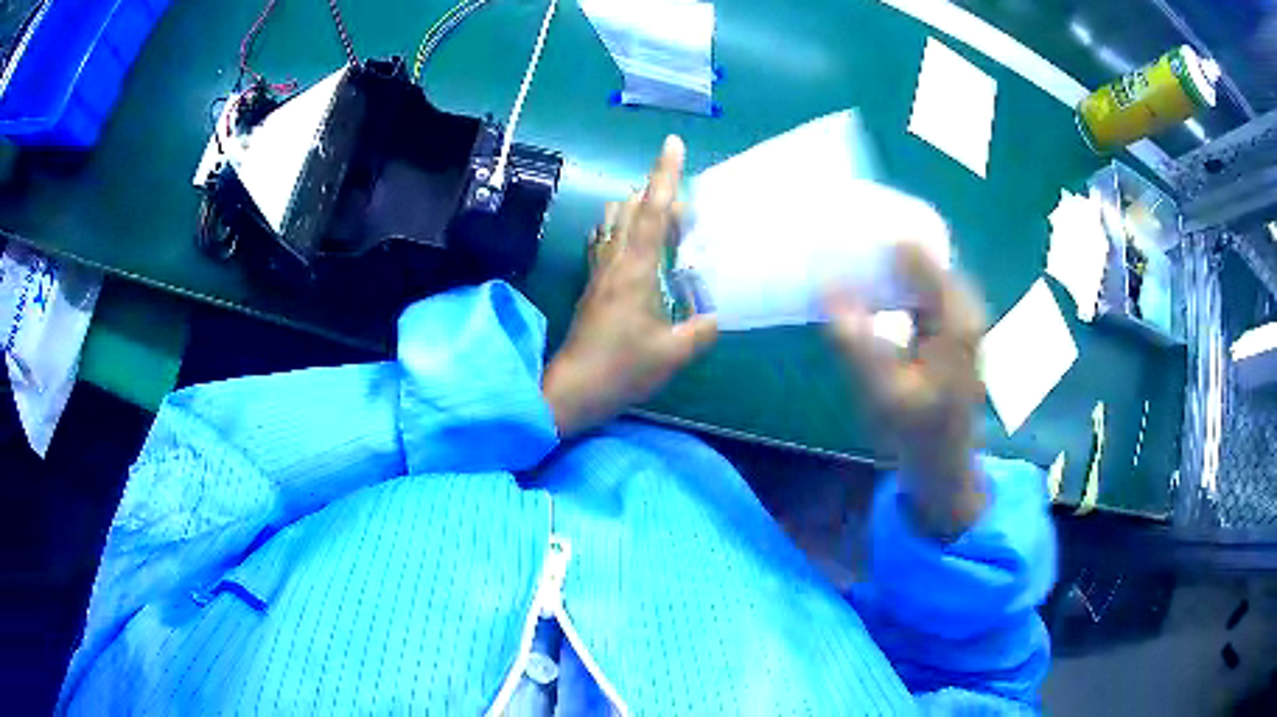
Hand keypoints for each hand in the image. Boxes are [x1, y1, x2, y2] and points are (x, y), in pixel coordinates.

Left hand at [543, 136, 718, 437]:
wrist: (573, 389)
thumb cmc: (622, 369)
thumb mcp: (673, 353)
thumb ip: (701, 330)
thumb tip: (717, 315)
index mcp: (636, 270)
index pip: (653, 212)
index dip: (664, 176)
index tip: (672, 144)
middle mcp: (614, 261)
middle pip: (632, 210)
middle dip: (657, 193)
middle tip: (686, 203)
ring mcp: (599, 272)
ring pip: (614, 223)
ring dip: (637, 209)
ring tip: (665, 218)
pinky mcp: (593, 285)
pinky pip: (606, 242)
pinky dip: (622, 230)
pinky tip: (632, 241)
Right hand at [826, 244, 987, 538]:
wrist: (945, 464)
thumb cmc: (918, 433)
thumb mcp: (882, 393)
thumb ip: (856, 342)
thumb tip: (827, 289)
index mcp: (956, 319)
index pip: (918, 255)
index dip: (881, 240)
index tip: (841, 230)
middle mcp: (965, 308)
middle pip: (923, 256)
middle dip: (882, 246)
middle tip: (838, 241)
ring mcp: (961, 316)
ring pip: (923, 270)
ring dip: (888, 263)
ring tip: (848, 256)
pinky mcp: (953, 326)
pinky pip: (923, 287)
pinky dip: (897, 281)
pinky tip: (870, 286)